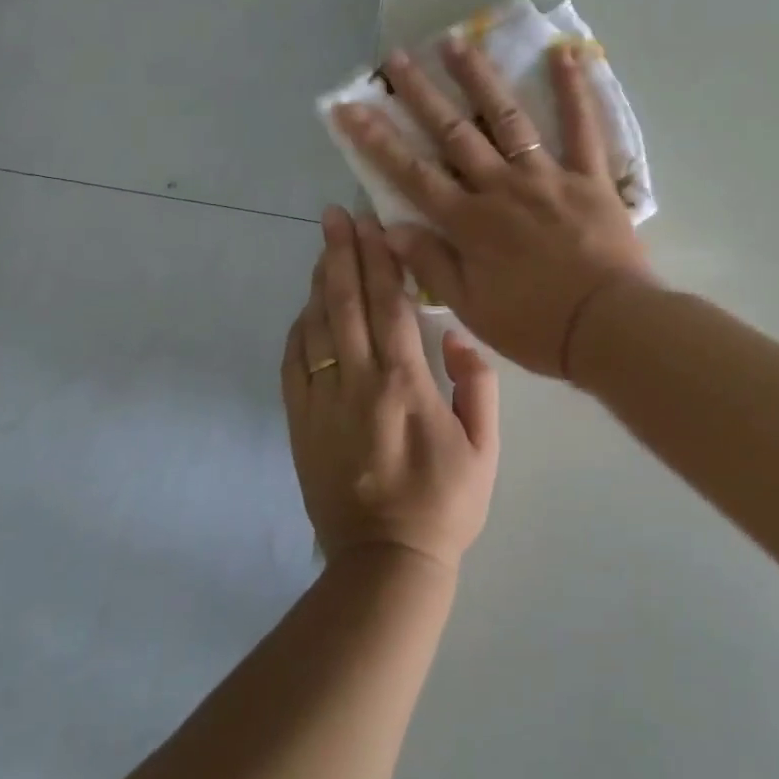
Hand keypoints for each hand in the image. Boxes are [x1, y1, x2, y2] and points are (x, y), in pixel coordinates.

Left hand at [281, 207, 498, 570]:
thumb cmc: (445, 503)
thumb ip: (478, 385)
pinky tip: (306, 309)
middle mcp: (358, 382)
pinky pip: (293, 364)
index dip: (378, 259)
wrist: (386, 563)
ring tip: (323, 247)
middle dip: (340, 253)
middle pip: (345, 303)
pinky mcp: (300, 424)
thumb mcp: (485, 447)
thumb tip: (459, 336)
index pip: (389, 304)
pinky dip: (298, 329)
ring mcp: (322, 402)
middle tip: (335, 215)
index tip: (370, 224)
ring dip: (319, 283)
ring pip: (316, 327)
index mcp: (405, 383)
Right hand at [333, 34, 652, 377]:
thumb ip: (431, 265)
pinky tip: (566, 53)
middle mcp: (501, 187)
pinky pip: (582, 127)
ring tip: (456, 41)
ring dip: (479, 78)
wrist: (607, 327)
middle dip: (420, 94)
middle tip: (396, 57)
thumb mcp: (471, 308)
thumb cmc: (536, 326)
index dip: (376, 140)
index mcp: (469, 223)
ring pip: (507, 118)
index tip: (349, 107)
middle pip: (453, 133)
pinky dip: (574, 90)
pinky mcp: (589, 176)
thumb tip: (391, 228)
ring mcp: (546, 176)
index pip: (411, 174)